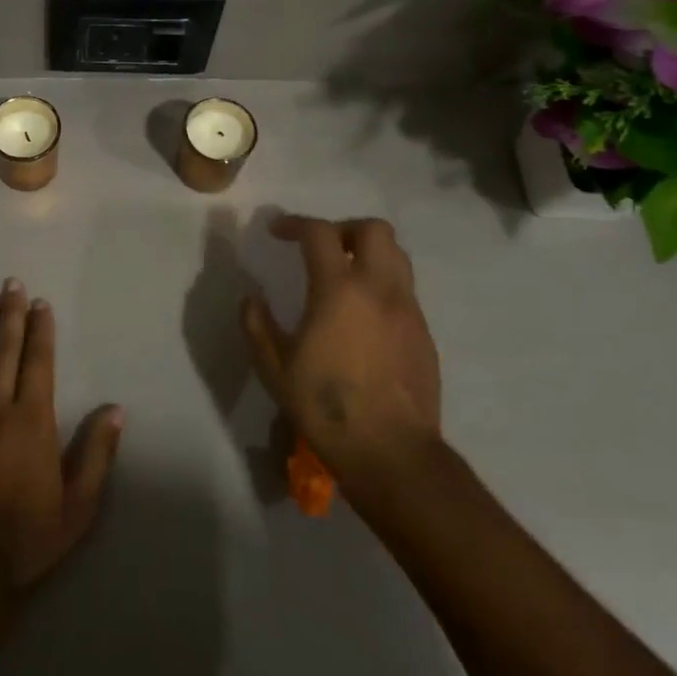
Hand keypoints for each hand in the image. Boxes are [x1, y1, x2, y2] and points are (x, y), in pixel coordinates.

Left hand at [0, 279, 123, 596]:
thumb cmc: (26, 538)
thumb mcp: (78, 507)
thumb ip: (97, 455)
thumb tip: (115, 409)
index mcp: (32, 421)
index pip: (38, 361)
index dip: (40, 329)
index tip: (41, 303)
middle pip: (4, 349)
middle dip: (10, 313)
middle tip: (12, 282)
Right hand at [241, 215, 440, 476]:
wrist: (392, 452)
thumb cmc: (326, 407)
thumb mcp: (275, 368)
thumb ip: (258, 325)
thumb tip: (252, 299)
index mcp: (339, 290)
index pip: (319, 233)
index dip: (294, 223)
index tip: (276, 231)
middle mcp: (379, 289)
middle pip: (373, 229)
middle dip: (344, 228)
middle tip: (321, 248)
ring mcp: (408, 310)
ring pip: (397, 256)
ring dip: (368, 253)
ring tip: (344, 276)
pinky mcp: (424, 334)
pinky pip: (404, 290)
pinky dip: (382, 285)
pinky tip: (363, 316)